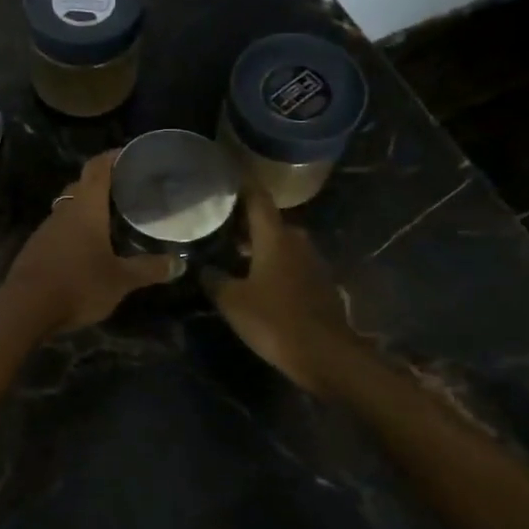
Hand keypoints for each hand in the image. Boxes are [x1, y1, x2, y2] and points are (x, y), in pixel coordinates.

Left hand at [2, 152, 174, 335]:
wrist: (25, 308)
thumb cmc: (78, 284)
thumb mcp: (121, 280)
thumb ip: (149, 269)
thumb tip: (179, 263)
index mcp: (85, 207)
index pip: (98, 168)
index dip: (112, 156)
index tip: (130, 154)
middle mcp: (63, 211)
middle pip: (81, 185)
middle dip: (102, 183)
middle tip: (126, 189)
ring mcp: (45, 230)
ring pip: (68, 208)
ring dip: (87, 209)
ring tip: (111, 218)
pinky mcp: (36, 249)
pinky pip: (59, 230)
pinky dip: (75, 230)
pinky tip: (88, 247)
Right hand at [204, 187, 360, 394]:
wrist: (327, 355)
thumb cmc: (274, 320)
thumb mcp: (232, 301)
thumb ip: (213, 279)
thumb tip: (201, 267)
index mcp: (275, 237)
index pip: (257, 198)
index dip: (241, 184)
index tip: (224, 173)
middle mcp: (297, 241)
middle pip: (268, 221)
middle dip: (244, 220)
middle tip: (217, 222)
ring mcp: (312, 262)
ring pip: (280, 243)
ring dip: (259, 244)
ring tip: (231, 250)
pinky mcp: (320, 284)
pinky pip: (291, 263)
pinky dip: (272, 263)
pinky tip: (255, 278)